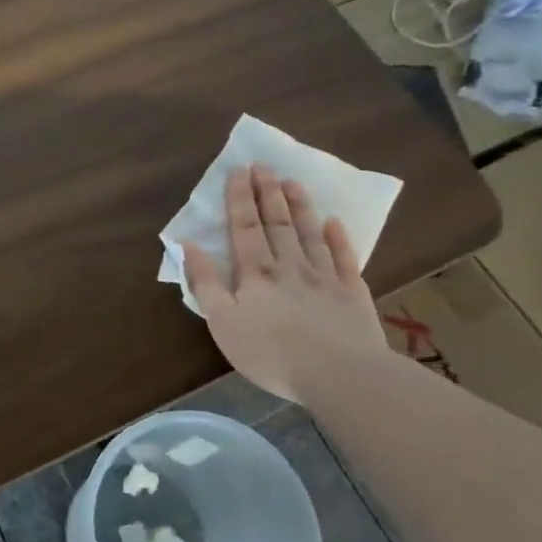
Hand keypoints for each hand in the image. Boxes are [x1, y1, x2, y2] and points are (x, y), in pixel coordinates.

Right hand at [183, 164, 387, 403]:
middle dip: (268, 193)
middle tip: (264, 166)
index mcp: (256, 274)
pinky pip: (345, 258)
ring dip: (300, 207)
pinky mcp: (352, 294)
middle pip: (277, 224)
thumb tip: (188, 246)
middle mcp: (290, 266)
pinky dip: (339, 238)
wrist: (340, 375)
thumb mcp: (223, 323)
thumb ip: (206, 283)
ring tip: (293, 182)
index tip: (238, 171)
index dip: (239, 199)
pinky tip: (335, 223)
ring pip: (310, 234)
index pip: (245, 228)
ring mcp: (325, 278)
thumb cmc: (271, 353)